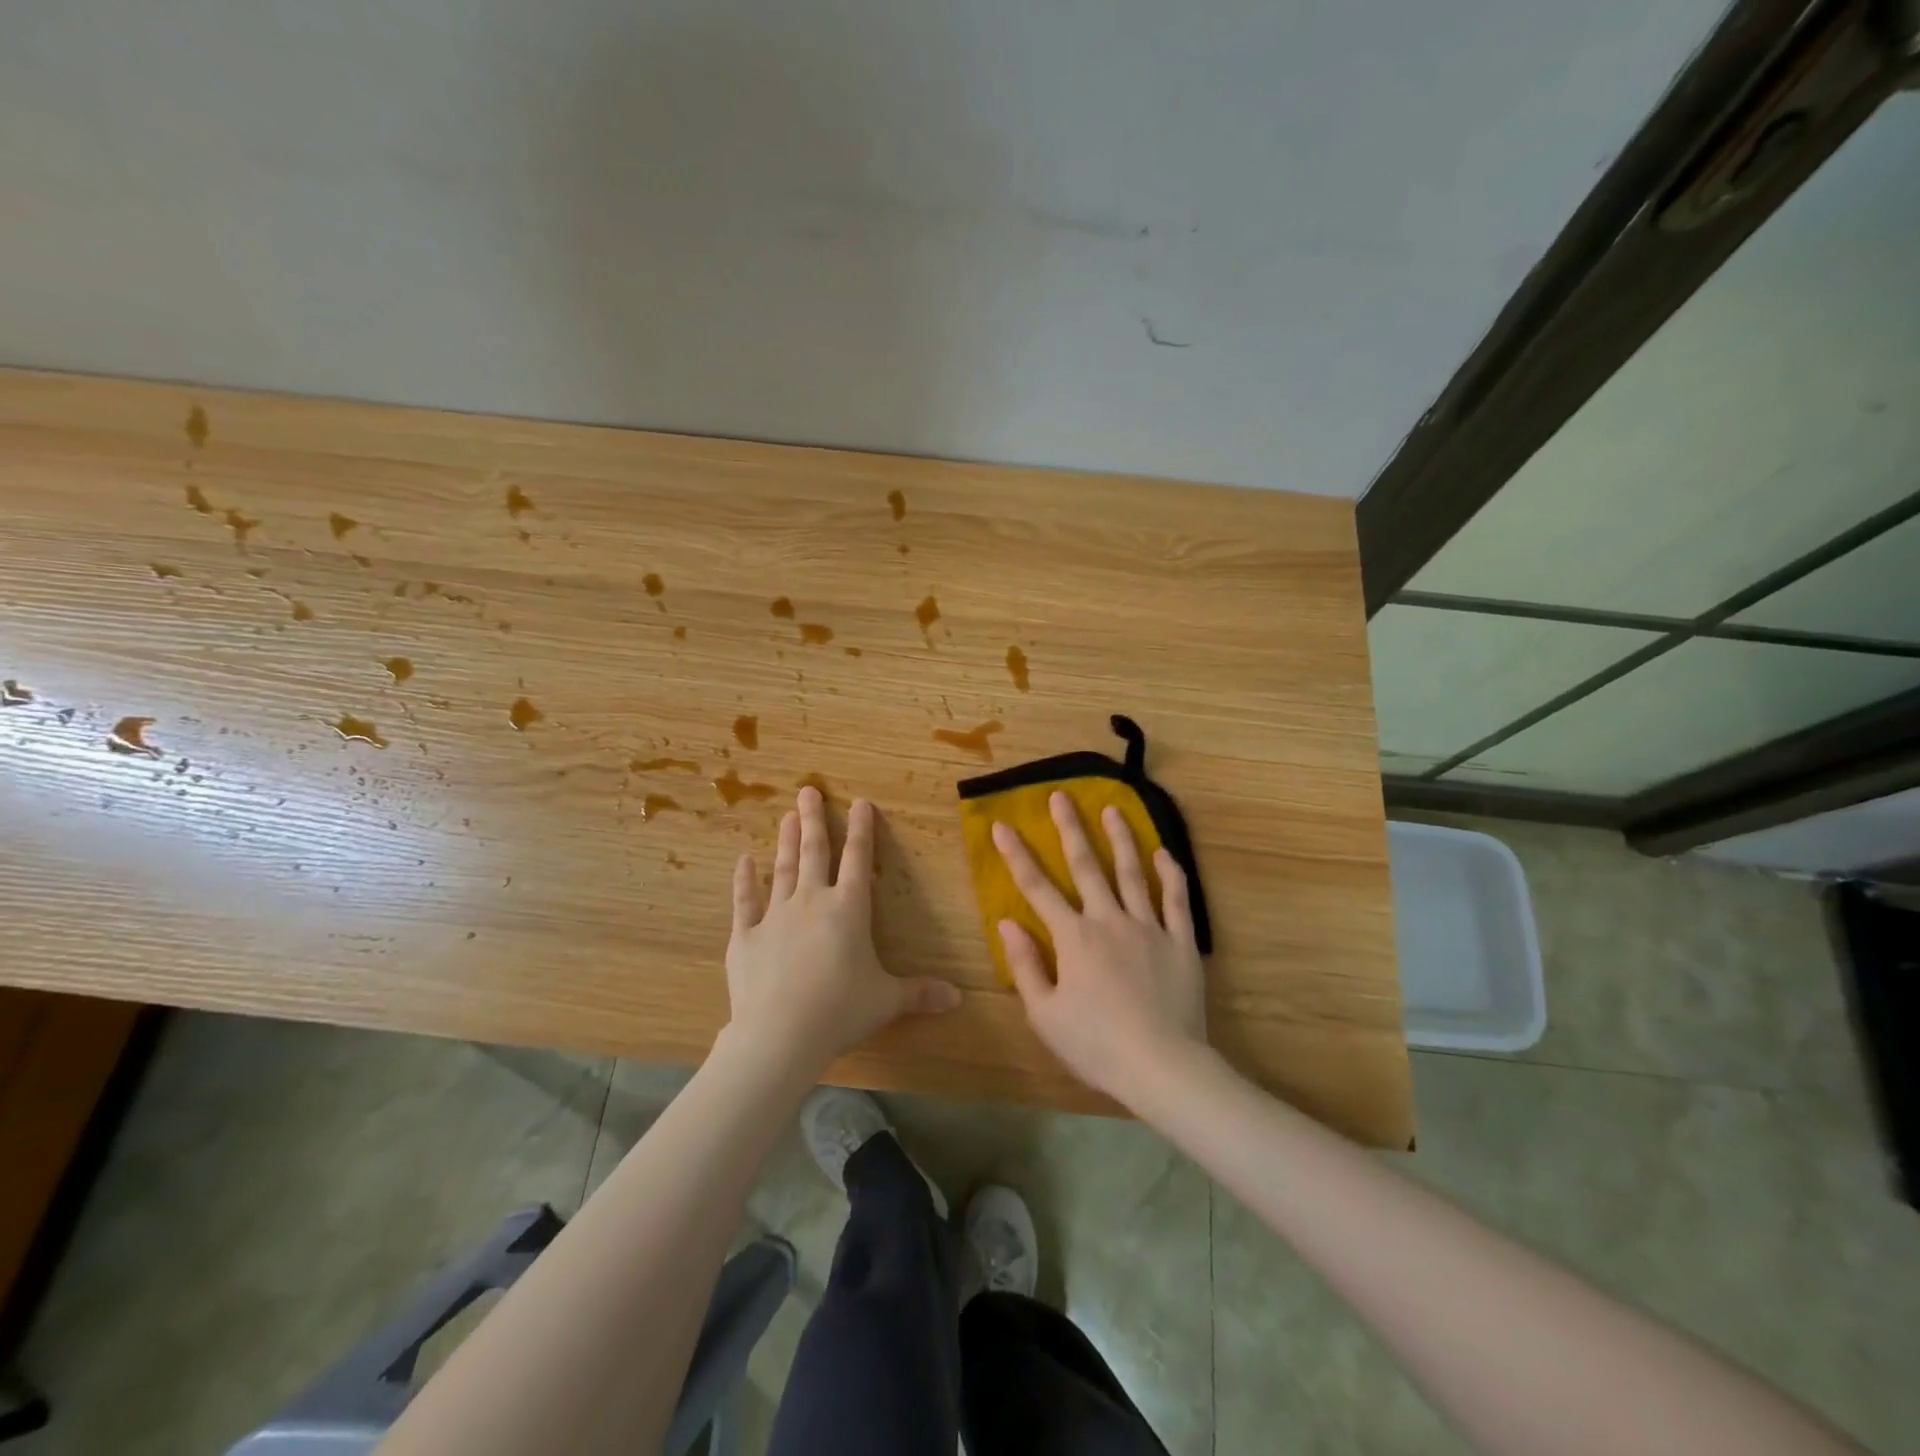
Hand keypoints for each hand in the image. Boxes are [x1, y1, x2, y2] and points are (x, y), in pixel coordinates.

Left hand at [726, 787, 959, 1072]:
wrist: (780, 1033)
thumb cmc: (841, 1010)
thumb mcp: (887, 1001)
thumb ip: (920, 993)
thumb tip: (958, 999)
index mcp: (849, 909)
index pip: (859, 859)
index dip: (861, 830)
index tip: (860, 802)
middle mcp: (812, 901)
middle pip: (815, 852)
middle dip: (814, 819)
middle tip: (807, 790)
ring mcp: (775, 916)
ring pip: (782, 869)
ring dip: (786, 841)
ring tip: (787, 816)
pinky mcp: (746, 937)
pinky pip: (744, 901)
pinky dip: (744, 880)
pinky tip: (743, 861)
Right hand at [992, 793, 1207, 1102]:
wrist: (1162, 1067)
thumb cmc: (1096, 1045)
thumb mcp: (1045, 1015)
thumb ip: (1026, 966)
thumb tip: (1007, 924)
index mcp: (1073, 937)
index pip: (1037, 888)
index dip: (1017, 855)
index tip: (1002, 825)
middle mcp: (1109, 920)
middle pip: (1086, 866)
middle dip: (1070, 828)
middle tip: (1061, 795)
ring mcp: (1148, 927)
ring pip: (1132, 872)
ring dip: (1120, 838)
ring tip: (1112, 808)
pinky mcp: (1179, 942)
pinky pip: (1176, 899)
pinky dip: (1170, 873)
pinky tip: (1164, 852)